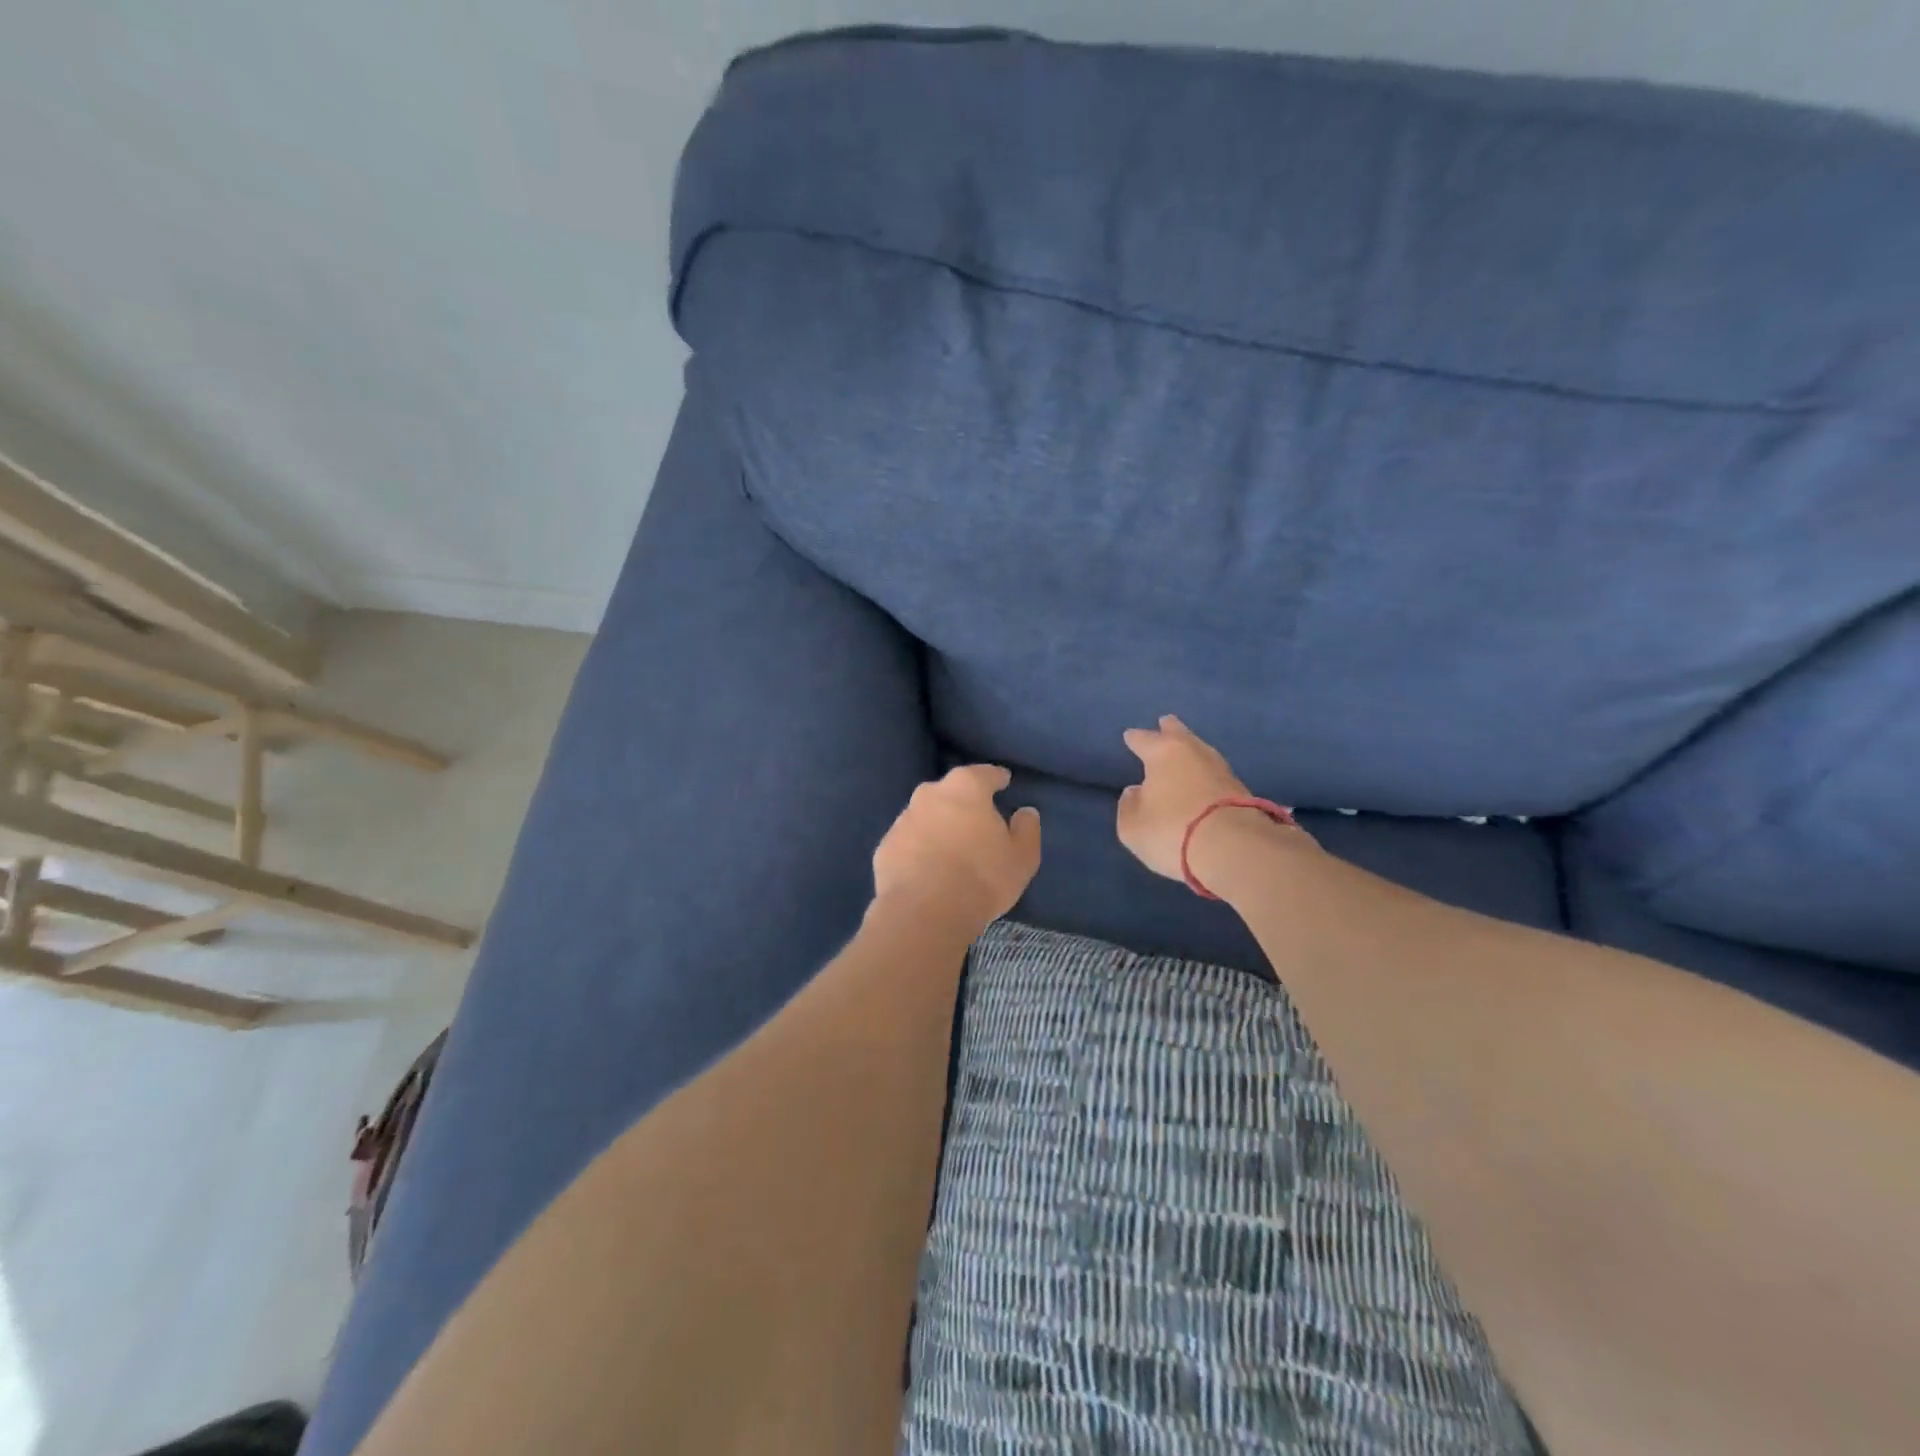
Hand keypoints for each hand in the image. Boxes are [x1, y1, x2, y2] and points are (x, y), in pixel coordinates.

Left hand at [872, 765, 1041, 929]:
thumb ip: (1026, 829)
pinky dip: (919, 848)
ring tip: (951, 847)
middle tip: (977, 819)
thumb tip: (1025, 813)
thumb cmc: (981, 877)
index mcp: (966, 787)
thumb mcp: (1021, 857)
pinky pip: (909, 841)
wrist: (924, 912)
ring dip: (939, 825)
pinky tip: (928, 868)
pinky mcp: (885, 847)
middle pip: (951, 791)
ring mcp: (903, 819)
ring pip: (926, 815)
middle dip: (963, 801)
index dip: (996, 778)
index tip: (1004, 781)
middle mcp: (930, 794)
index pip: (985, 773)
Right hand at [1117, 715, 1312, 884]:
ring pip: (1201, 752)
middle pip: (1180, 734)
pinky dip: (1205, 775)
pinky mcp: (1242, 791)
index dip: (1135, 738)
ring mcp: (1222, 769)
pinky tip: (1202, 780)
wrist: (1234, 849)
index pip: (1144, 739)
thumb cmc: (1171, 831)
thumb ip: (1129, 805)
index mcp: (1163, 752)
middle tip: (1165, 722)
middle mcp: (1194, 752)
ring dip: (1191, 751)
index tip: (1129, 736)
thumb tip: (1136, 792)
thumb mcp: (1132, 826)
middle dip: (1170, 729)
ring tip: (1184, 752)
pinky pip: (1214, 775)